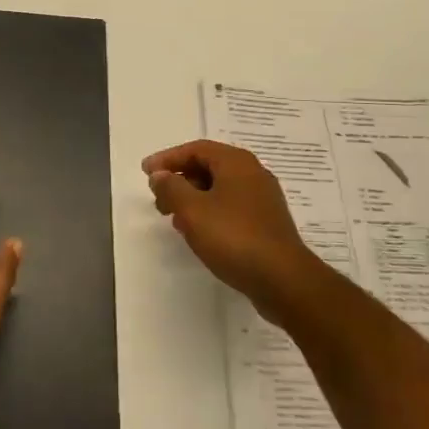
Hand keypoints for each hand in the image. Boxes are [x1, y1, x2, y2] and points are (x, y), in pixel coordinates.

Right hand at [143, 139, 327, 325]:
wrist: (282, 279)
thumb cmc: (234, 237)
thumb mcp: (192, 210)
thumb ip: (171, 188)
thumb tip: (160, 175)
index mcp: (236, 162)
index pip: (196, 149)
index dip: (168, 158)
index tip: (146, 173)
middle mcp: (253, 173)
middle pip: (209, 166)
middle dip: (180, 180)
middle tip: (158, 199)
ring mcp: (263, 199)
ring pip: (220, 188)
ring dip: (193, 198)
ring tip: (174, 218)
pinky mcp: (266, 222)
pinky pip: (231, 207)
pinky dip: (210, 212)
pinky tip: (199, 233)